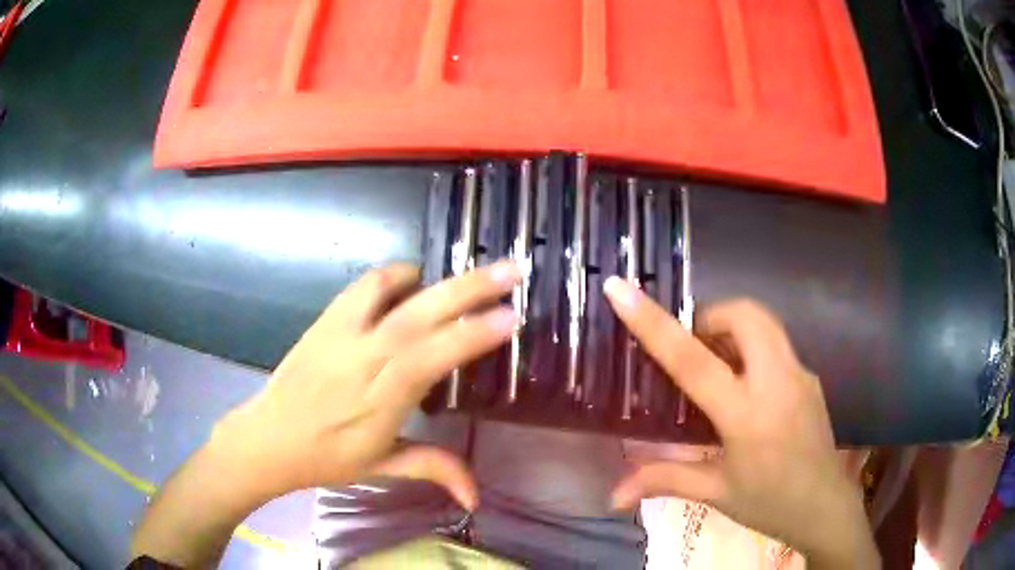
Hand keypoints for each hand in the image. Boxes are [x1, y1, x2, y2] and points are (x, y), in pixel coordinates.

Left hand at [211, 261, 520, 509]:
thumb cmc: (326, 458)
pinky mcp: (324, 320)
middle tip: (511, 269)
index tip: (510, 318)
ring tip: (468, 276)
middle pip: (416, 317)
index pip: (429, 359)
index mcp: (378, 402)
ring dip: (433, 278)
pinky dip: (394, 275)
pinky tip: (413, 282)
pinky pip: (362, 286)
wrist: (267, 437)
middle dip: (468, 289)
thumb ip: (434, 470)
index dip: (471, 336)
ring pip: (388, 291)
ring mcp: (339, 335)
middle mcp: (360, 361)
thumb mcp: (381, 467)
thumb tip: (478, 499)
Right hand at [603, 277, 877, 568]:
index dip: (653, 322)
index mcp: (746, 415)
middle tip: (689, 348)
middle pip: (744, 315)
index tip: (620, 288)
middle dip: (709, 317)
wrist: (825, 507)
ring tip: (713, 363)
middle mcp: (777, 382)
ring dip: (731, 328)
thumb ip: (663, 481)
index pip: (693, 360)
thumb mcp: (716, 492)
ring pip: (764, 323)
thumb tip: (612, 496)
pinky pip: (776, 344)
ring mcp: (800, 374)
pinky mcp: (810, 377)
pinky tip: (744, 387)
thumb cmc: (769, 503)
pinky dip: (751, 347)